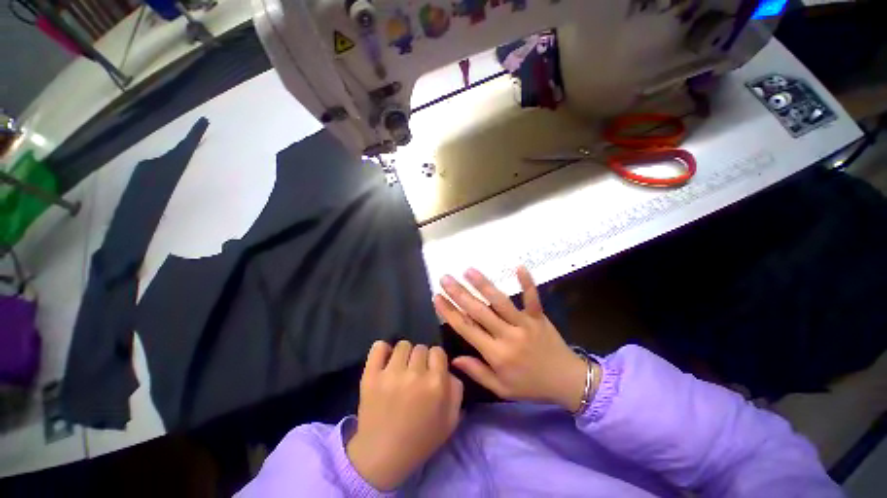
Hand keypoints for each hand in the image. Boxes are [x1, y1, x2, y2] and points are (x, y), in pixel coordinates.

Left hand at [347, 341, 462, 490]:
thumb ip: (456, 389)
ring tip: (400, 370)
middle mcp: (415, 374)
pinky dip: (382, 350)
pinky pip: (378, 347)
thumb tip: (448, 368)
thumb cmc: (420, 439)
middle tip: (415, 375)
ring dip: (404, 355)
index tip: (430, 371)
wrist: (382, 457)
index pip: (438, 351)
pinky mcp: (371, 376)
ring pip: (403, 345)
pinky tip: (385, 361)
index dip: (435, 361)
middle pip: (421, 347)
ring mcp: (391, 374)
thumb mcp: (450, 420)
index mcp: (436, 384)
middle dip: (420, 359)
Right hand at [434, 267, 593, 412]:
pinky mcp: (538, 317)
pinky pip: (532, 298)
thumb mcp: (501, 389)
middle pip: (479, 311)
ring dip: (483, 285)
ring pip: (500, 302)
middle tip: (445, 278)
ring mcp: (524, 324)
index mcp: (496, 354)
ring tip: (468, 270)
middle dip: (459, 293)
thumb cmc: (531, 386)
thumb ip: (477, 372)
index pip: (467, 329)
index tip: (437, 297)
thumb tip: (453, 359)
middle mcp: (507, 336)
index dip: (450, 312)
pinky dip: (526, 282)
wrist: (567, 382)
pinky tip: (518, 266)